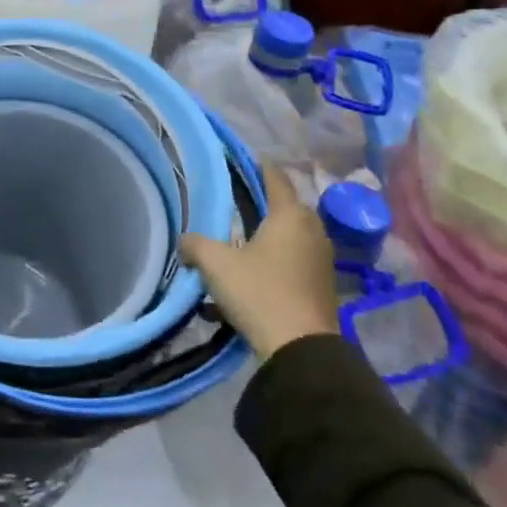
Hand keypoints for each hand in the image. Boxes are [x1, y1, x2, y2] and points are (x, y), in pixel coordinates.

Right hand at [180, 164, 338, 360]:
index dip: (261, 165)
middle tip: (237, 203)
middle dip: (263, 204)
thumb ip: (195, 244)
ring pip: (290, 237)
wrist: (300, 349)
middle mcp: (312, 230)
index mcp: (290, 215)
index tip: (248, 157)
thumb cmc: (259, 292)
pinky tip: (249, 279)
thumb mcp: (215, 264)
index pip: (276, 178)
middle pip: (286, 208)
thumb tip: (184, 241)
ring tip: (241, 242)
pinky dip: (274, 262)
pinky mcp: (322, 286)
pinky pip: (294, 262)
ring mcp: (321, 259)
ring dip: (268, 237)